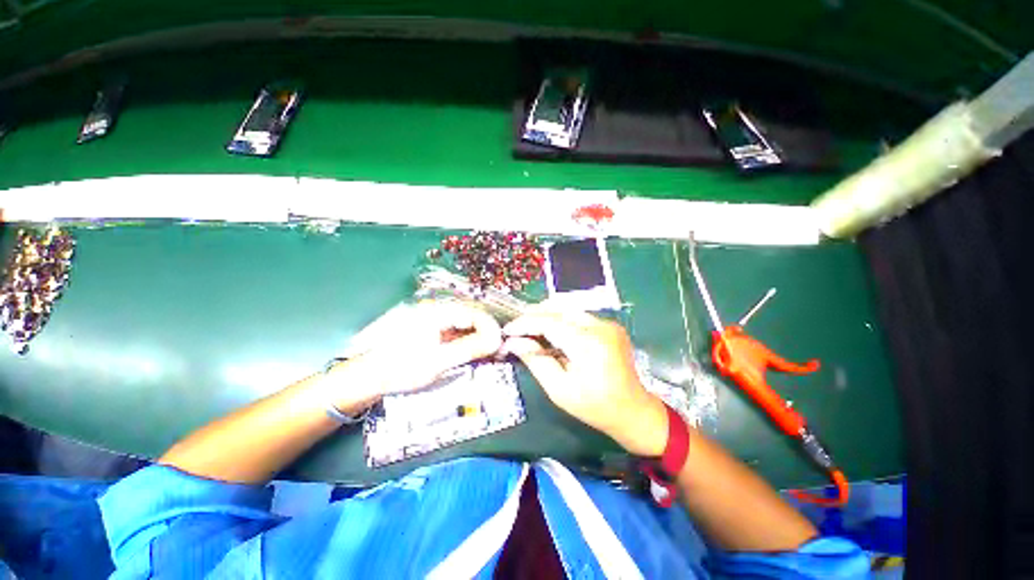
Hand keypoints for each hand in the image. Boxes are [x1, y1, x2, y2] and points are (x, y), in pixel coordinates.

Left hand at [341, 300, 502, 397]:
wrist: (370, 377)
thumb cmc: (402, 368)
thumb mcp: (438, 361)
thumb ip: (470, 348)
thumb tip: (497, 340)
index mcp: (438, 311)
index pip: (475, 313)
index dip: (492, 328)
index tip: (501, 346)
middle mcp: (438, 309)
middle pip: (473, 317)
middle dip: (488, 334)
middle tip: (498, 353)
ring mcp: (435, 318)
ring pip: (466, 324)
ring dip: (479, 338)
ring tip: (488, 355)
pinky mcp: (433, 328)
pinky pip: (457, 331)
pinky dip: (468, 342)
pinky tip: (473, 353)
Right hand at [502, 309, 667, 456]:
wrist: (633, 410)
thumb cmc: (595, 407)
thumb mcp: (559, 390)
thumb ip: (535, 361)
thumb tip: (514, 342)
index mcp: (588, 344)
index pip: (549, 322)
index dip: (525, 323)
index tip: (507, 330)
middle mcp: (600, 326)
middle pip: (558, 309)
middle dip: (533, 316)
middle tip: (516, 329)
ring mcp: (607, 323)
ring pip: (567, 309)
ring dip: (546, 316)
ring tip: (530, 330)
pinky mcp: (610, 325)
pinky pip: (578, 315)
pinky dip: (560, 320)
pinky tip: (551, 333)